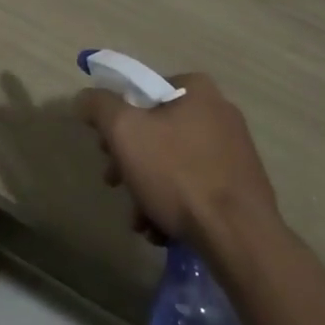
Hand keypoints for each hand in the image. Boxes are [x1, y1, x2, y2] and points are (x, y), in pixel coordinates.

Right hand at [76, 72, 277, 245]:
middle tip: (115, 184)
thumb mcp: (125, 132)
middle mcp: (219, 111)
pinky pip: (196, 187)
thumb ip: (99, 107)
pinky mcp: (241, 185)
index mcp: (196, 89)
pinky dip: (174, 206)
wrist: (238, 235)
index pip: (143, 92)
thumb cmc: (178, 173)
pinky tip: (162, 231)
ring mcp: (234, 149)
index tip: (105, 149)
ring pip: (173, 164)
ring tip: (140, 221)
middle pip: (157, 131)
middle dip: (130, 162)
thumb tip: (83, 98)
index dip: (116, 119)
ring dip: (148, 190)